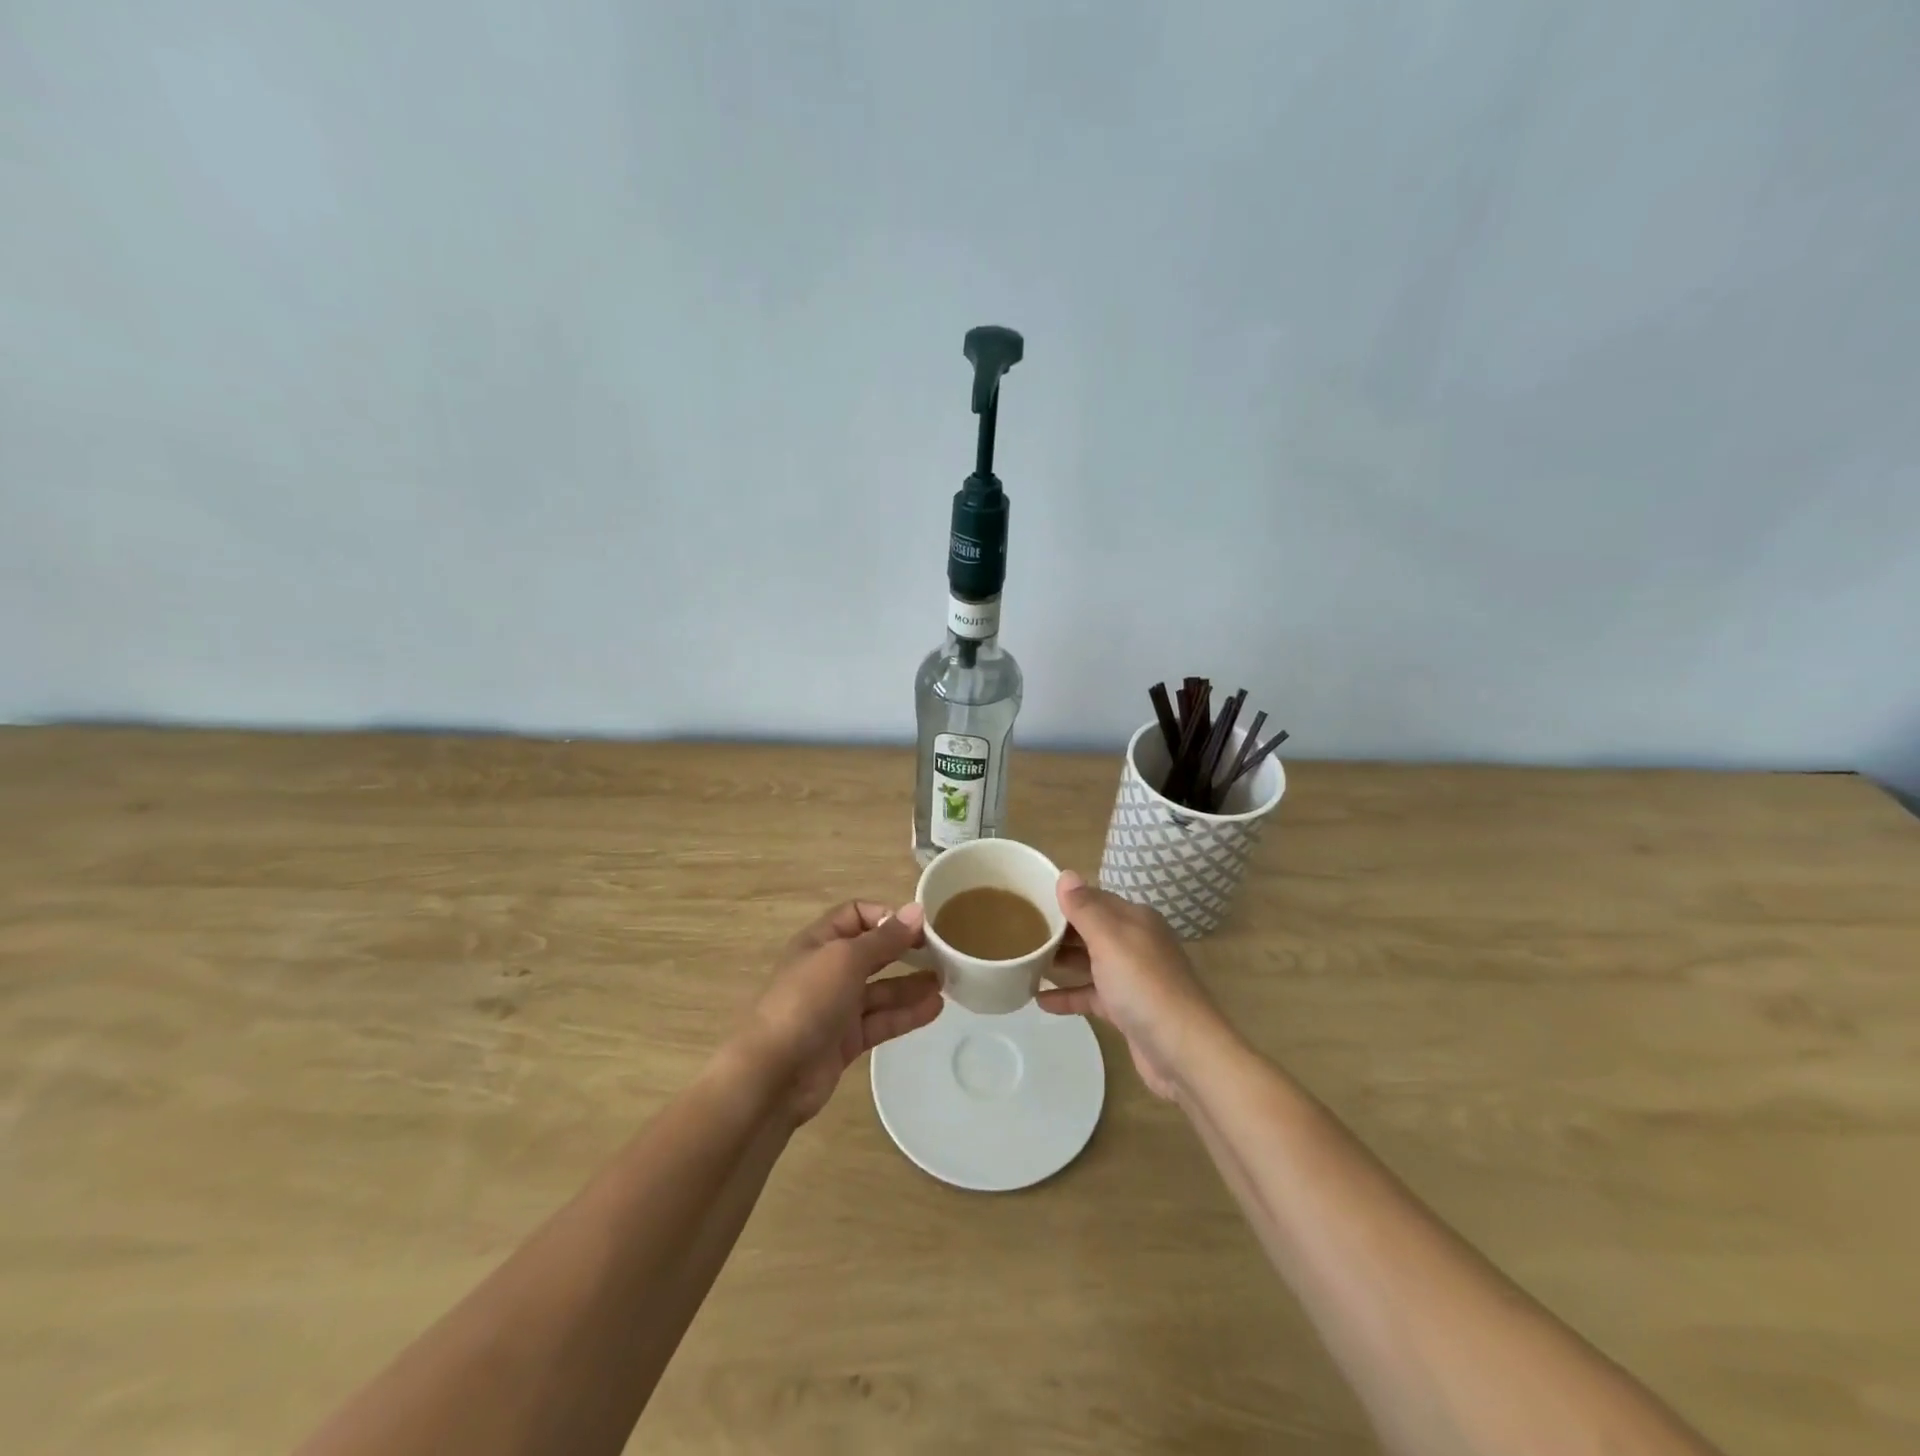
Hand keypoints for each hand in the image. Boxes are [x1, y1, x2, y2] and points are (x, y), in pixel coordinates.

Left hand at [739, 901, 940, 1123]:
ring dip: (911, 984)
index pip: (856, 915)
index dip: (886, 916)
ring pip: (880, 989)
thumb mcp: (846, 959)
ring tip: (947, 981)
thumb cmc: (807, 1001)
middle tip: (941, 951)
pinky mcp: (846, 1040)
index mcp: (819, 942)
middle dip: (904, 950)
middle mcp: (828, 970)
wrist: (774, 1074)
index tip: (918, 926)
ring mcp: (836, 1007)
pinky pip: (881, 1020)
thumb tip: (917, 910)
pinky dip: (906, 1014)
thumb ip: (885, 938)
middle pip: (872, 952)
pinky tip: (935, 1008)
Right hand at [1037, 873, 1230, 1100]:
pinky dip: (1068, 995)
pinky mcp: (1126, 1009)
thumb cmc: (1144, 985)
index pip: (1093, 898)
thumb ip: (1085, 908)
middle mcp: (1135, 943)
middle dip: (1058, 930)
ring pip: (1089, 962)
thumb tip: (1066, 874)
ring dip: (1060, 962)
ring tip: (1023, 962)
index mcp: (1134, 919)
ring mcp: (1131, 977)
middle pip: (1089, 929)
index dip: (1063, 898)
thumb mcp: (1110, 939)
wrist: (1183, 1050)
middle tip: (1019, 932)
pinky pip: (1091, 994)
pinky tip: (1039, 1001)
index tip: (1028, 900)